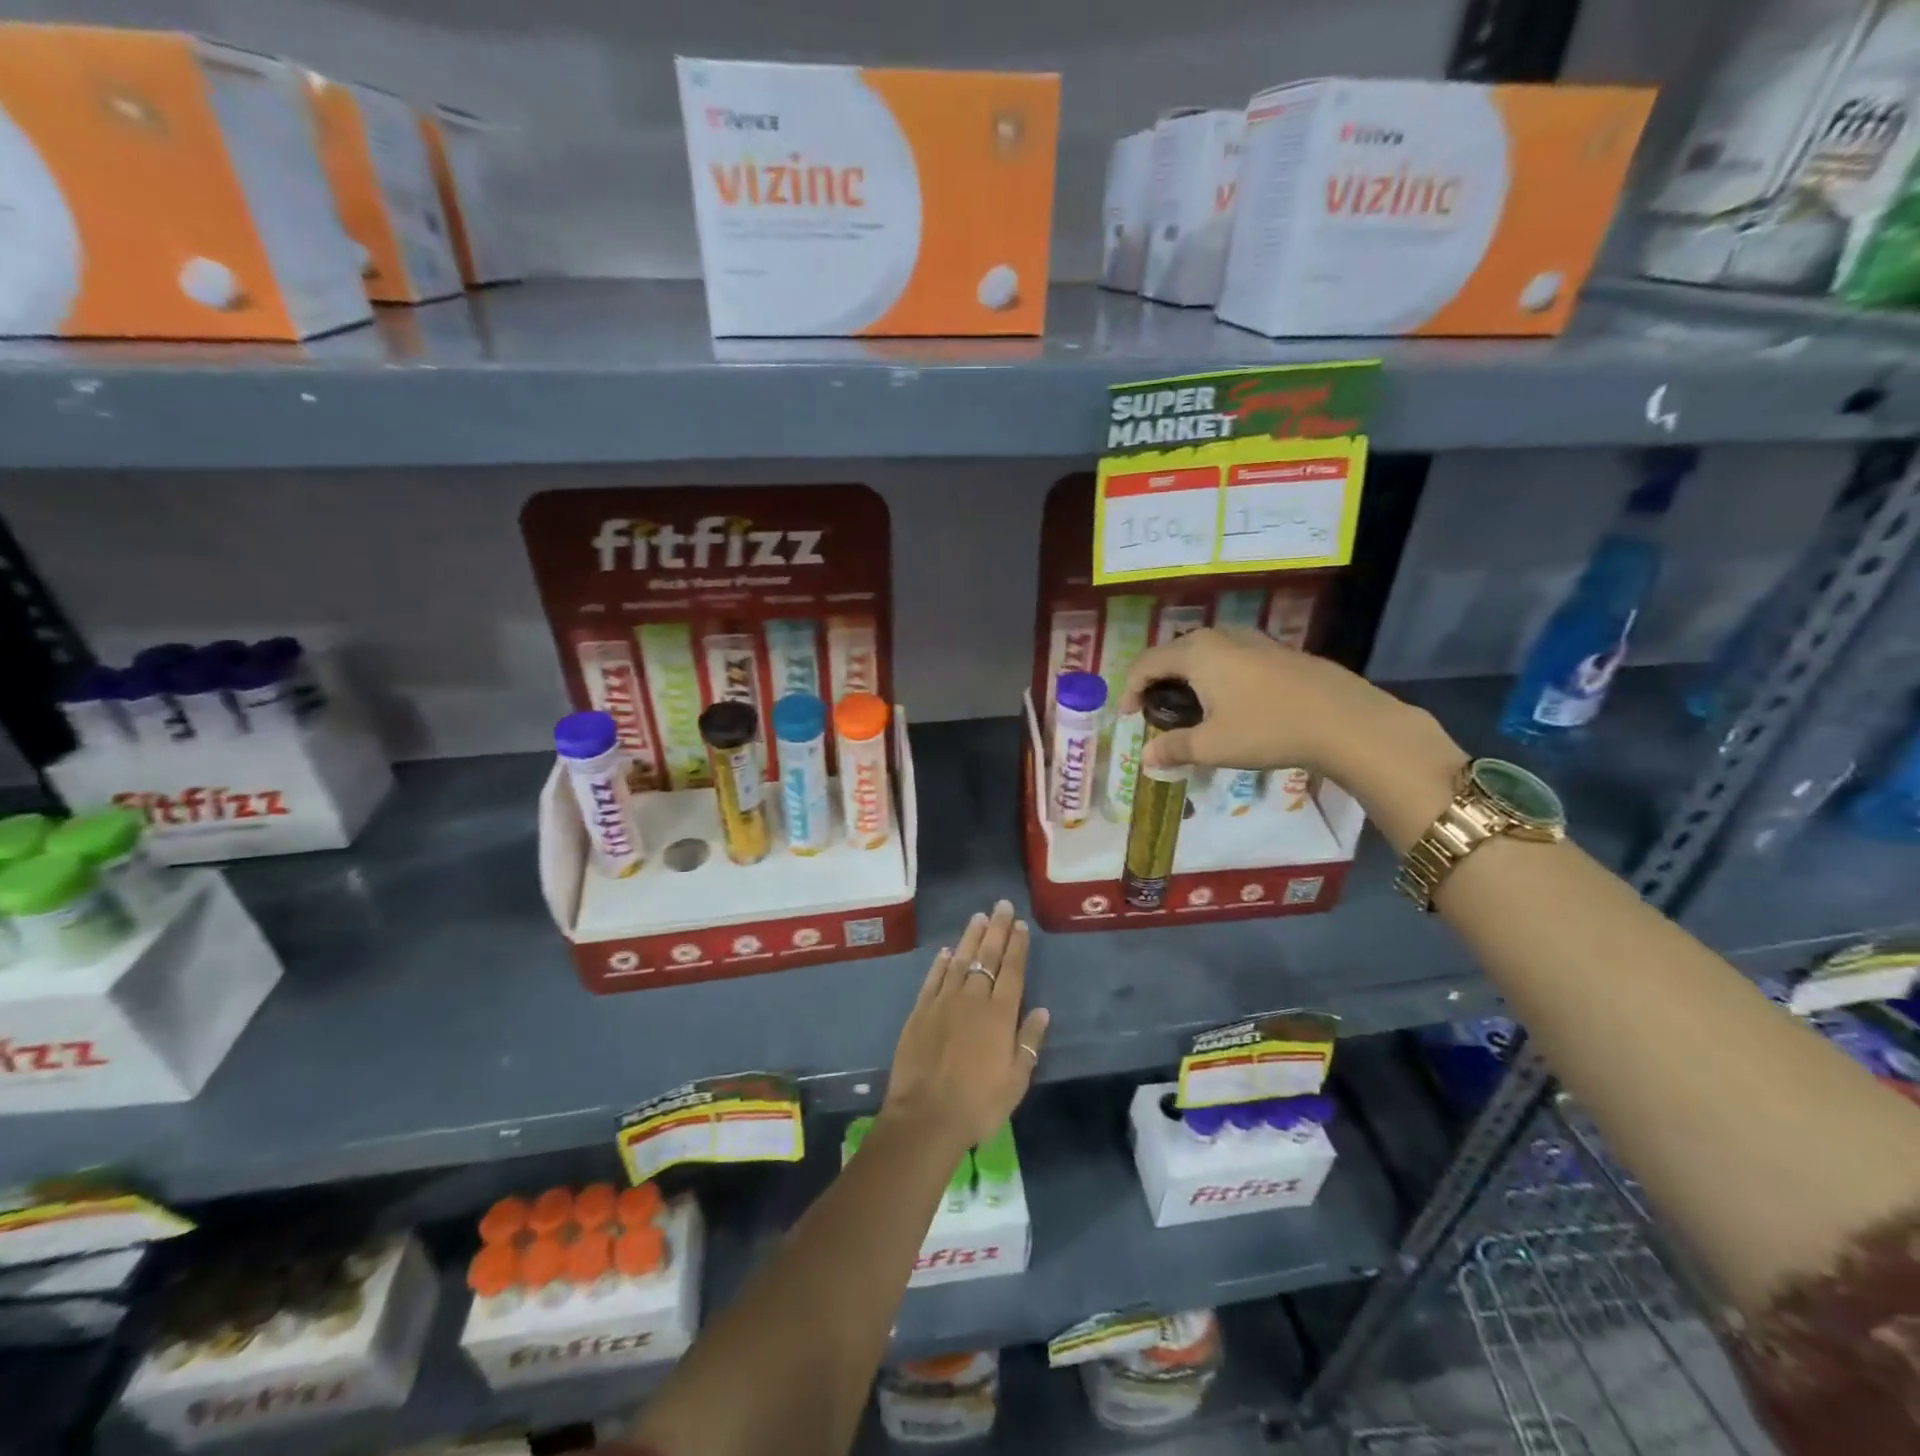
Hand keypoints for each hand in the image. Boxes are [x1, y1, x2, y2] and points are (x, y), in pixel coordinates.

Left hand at [882, 900, 1049, 1154]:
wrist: (926, 1116)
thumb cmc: (979, 1103)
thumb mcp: (1016, 1080)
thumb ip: (1029, 1041)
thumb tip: (1042, 1010)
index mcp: (1000, 1014)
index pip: (1012, 970)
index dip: (1017, 946)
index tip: (1020, 925)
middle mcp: (972, 999)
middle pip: (986, 957)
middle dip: (997, 930)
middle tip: (1002, 906)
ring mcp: (943, 1002)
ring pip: (959, 960)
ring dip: (970, 937)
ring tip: (979, 917)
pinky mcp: (920, 1011)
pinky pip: (933, 979)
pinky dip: (941, 963)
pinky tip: (946, 951)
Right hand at [1120, 625, 1430, 779]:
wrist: (1346, 721)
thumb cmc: (1268, 729)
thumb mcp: (1213, 746)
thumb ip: (1174, 748)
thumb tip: (1146, 758)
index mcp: (1197, 653)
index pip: (1146, 663)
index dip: (1130, 689)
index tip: (1127, 716)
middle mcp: (1221, 637)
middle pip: (1175, 652)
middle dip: (1158, 680)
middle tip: (1156, 710)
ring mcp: (1254, 640)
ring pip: (1206, 652)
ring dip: (1189, 676)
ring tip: (1190, 707)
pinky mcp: (1279, 652)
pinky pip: (1232, 657)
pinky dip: (1217, 676)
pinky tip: (1231, 703)